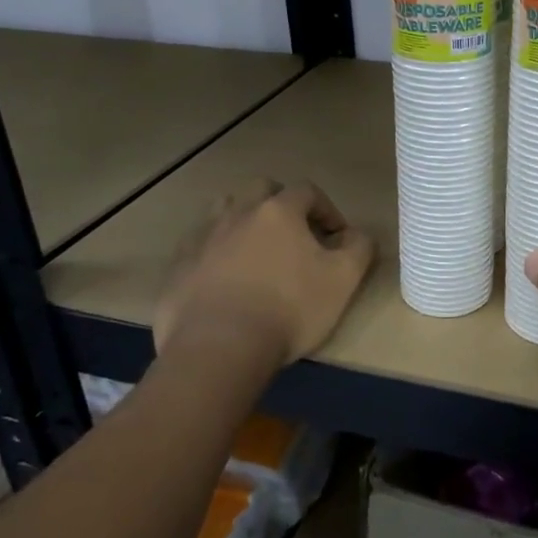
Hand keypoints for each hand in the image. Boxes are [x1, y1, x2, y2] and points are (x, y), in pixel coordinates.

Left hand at [153, 179, 375, 367]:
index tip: (336, 237)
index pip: (307, 191)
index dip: (327, 210)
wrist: (219, 347)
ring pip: (224, 210)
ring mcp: (203, 237)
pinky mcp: (178, 266)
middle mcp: (238, 212)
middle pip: (261, 189)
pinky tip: (224, 280)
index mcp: (279, 211)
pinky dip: (215, 253)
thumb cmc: (289, 308)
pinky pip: (198, 246)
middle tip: (295, 235)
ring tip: (256, 251)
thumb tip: (358, 234)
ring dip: (243, 220)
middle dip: (281, 204)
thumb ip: (359, 248)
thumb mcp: (343, 280)